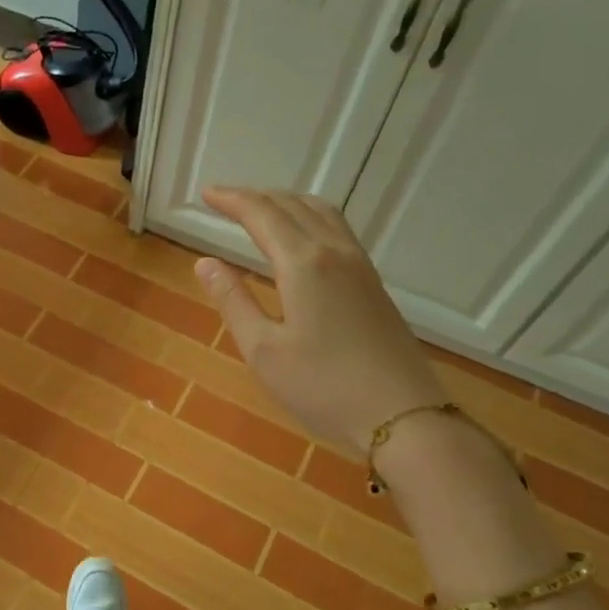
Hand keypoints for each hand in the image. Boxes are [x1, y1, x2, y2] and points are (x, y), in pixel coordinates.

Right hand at [193, 187, 443, 455]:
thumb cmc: (323, 387)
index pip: (262, 215)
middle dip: (255, 197)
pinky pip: (337, 229)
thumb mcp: (263, 350)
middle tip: (223, 200)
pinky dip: (309, 217)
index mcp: (304, 264)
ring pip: (321, 212)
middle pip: (292, 206)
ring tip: (260, 210)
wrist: (403, 415)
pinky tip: (301, 237)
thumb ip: (233, 301)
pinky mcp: (373, 283)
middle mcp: (334, 253)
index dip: (232, 200)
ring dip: (286, 202)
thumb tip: (205, 263)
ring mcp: (359, 266)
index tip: (206, 194)